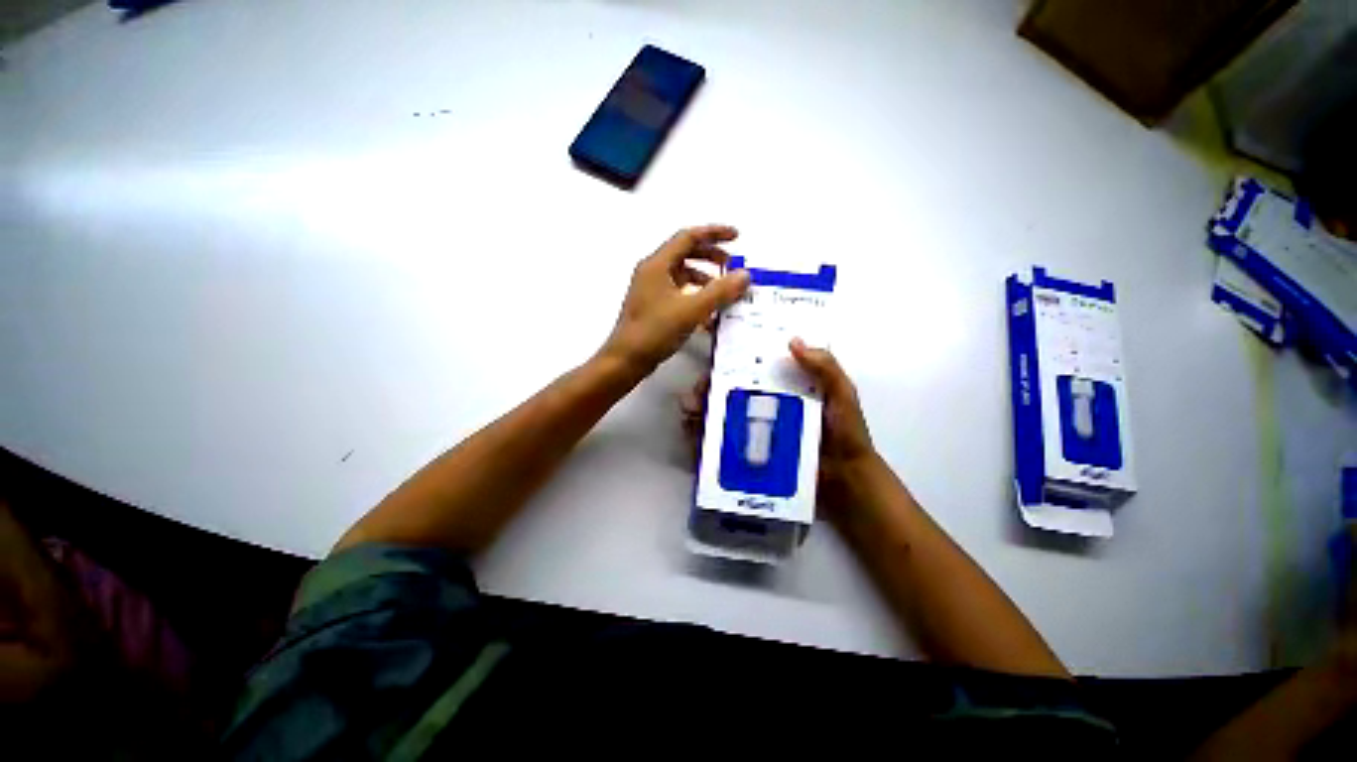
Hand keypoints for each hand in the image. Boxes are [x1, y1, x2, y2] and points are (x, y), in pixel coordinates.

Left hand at [601, 226, 750, 374]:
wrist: (626, 360)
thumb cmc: (655, 331)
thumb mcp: (692, 310)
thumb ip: (720, 291)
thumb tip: (744, 275)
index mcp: (657, 265)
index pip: (689, 237)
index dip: (714, 233)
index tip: (737, 237)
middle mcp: (652, 272)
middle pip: (685, 253)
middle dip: (711, 257)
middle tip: (731, 265)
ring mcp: (651, 290)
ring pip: (682, 275)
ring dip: (704, 279)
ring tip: (723, 292)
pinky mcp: (652, 307)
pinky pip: (678, 293)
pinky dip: (695, 297)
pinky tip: (708, 314)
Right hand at [677, 338, 877, 514]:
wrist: (845, 481)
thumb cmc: (845, 435)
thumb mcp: (842, 396)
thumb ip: (825, 368)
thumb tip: (793, 340)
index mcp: (780, 386)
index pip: (749, 366)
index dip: (728, 358)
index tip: (712, 353)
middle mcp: (761, 405)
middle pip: (725, 390)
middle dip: (705, 387)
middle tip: (696, 392)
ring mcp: (751, 430)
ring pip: (716, 414)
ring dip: (698, 411)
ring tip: (691, 413)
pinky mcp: (746, 453)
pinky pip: (718, 443)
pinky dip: (701, 438)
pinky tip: (693, 436)